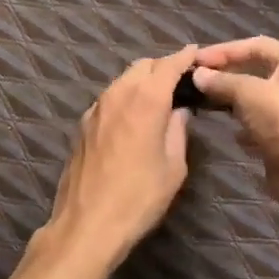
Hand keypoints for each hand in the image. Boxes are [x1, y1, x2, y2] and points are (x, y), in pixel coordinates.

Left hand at [44, 46, 197, 266]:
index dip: (184, 57)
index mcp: (145, 101)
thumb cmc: (139, 198)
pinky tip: (133, 118)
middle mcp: (117, 95)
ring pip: (122, 81)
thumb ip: (178, 131)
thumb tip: (179, 111)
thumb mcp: (174, 167)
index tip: (196, 53)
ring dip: (142, 81)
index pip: (168, 65)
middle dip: (163, 67)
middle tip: (181, 81)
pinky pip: (109, 99)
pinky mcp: (82, 126)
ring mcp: (95, 109)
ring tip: (159, 98)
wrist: (86, 225)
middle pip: (142, 66)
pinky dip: (125, 97)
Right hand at [191, 37, 278, 223]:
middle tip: (194, 79)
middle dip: (224, 74)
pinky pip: (253, 124)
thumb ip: (221, 81)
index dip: (224, 50)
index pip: (254, 45)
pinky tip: (226, 130)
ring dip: (228, 99)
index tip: (196, 60)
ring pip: (250, 98)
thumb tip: (197, 75)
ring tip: (201, 101)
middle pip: (252, 71)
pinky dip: (239, 126)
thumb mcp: (249, 93)